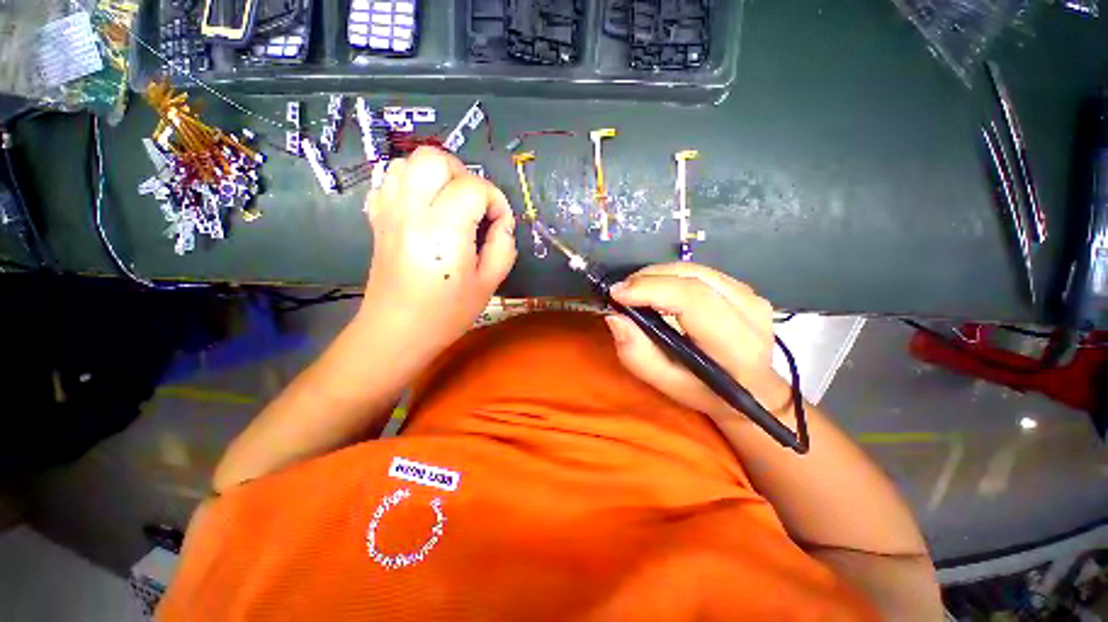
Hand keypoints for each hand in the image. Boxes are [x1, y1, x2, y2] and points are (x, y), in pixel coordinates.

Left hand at [361, 147, 516, 350]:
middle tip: (475, 204)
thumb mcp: (489, 283)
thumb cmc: (447, 312)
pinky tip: (425, 205)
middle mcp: (412, 211)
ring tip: (451, 202)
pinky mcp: (377, 218)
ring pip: (409, 161)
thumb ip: (503, 246)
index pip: (473, 188)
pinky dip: (411, 180)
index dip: (495, 201)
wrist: (398, 330)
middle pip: (435, 159)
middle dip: (463, 174)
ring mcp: (389, 211)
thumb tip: (502, 221)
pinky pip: (389, 178)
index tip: (499, 223)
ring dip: (437, 174)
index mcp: (444, 230)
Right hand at [604, 263, 792, 421]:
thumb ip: (638, 355)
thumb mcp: (667, 384)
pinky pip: (701, 272)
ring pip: (695, 270)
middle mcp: (750, 313)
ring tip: (635, 289)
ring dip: (659, 275)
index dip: (651, 290)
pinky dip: (672, 276)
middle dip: (649, 279)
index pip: (692, 300)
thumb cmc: (706, 392)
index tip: (617, 294)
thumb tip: (616, 317)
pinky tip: (658, 288)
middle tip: (622, 291)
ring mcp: (751, 296)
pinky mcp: (745, 289)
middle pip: (692, 278)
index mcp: (735, 346)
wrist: (753, 390)